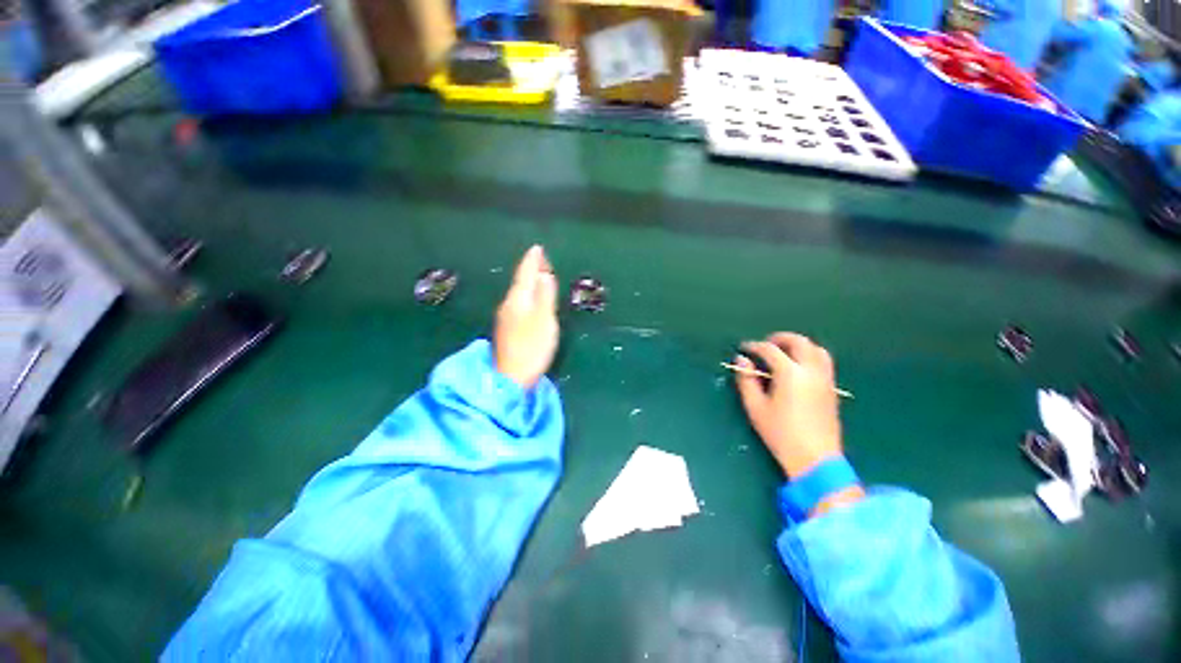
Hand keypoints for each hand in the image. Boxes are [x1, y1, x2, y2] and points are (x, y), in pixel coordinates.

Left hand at [494, 246, 558, 388]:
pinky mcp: (508, 329)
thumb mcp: (544, 319)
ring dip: (528, 281)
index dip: (532, 261)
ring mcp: (506, 318)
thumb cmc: (531, 347)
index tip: (537, 248)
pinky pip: (518, 303)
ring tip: (537, 274)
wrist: (510, 377)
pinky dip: (526, 295)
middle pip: (520, 282)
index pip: (525, 274)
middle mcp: (508, 305)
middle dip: (530, 269)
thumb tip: (544, 274)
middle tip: (540, 258)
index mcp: (518, 300)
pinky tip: (529, 299)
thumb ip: (545, 296)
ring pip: (518, 293)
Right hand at [734, 333, 843, 478]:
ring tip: (784, 353)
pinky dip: (810, 355)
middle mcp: (811, 371)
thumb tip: (741, 360)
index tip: (744, 348)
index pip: (770, 350)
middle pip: (799, 342)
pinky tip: (798, 368)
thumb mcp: (755, 407)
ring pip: (816, 349)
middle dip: (780, 338)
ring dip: (799, 345)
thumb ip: (746, 380)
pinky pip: (824, 362)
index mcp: (790, 373)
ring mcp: (825, 379)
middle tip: (765, 345)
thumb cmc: (780, 433)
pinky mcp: (832, 389)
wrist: (815, 459)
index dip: (754, 346)